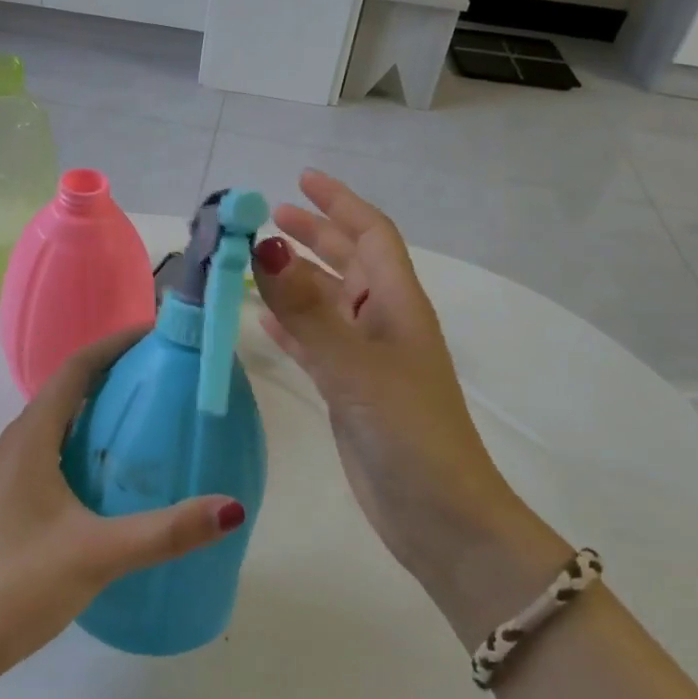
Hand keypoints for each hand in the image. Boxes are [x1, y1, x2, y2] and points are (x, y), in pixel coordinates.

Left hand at [0, 330, 243, 688]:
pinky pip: (56, 448)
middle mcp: (19, 442)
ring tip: (148, 413)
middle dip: (114, 371)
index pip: (76, 367)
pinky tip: (116, 471)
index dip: (115, 343)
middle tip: (165, 373)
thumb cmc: (18, 584)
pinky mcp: (14, 498)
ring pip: (62, 419)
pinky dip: (88, 440)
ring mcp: (12, 471)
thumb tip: (231, 508)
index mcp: (32, 437)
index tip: (158, 335)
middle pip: (69, 387)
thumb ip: (165, 532)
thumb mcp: (98, 554)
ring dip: (100, 406)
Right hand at [253, 171, 560, 631]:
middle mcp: (383, 324)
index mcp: (398, 306)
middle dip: (313, 234)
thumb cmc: (409, 434)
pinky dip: (290, 324)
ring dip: (296, 277)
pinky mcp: (348, 390)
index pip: (371, 235)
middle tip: (269, 216)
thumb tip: (265, 247)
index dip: (340, 202)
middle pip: (347, 262)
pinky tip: (263, 319)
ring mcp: (365, 359)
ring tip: (256, 259)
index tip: (301, 179)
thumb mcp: (355, 368)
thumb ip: (308, 310)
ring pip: (326, 301)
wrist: (441, 519)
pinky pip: (314, 341)